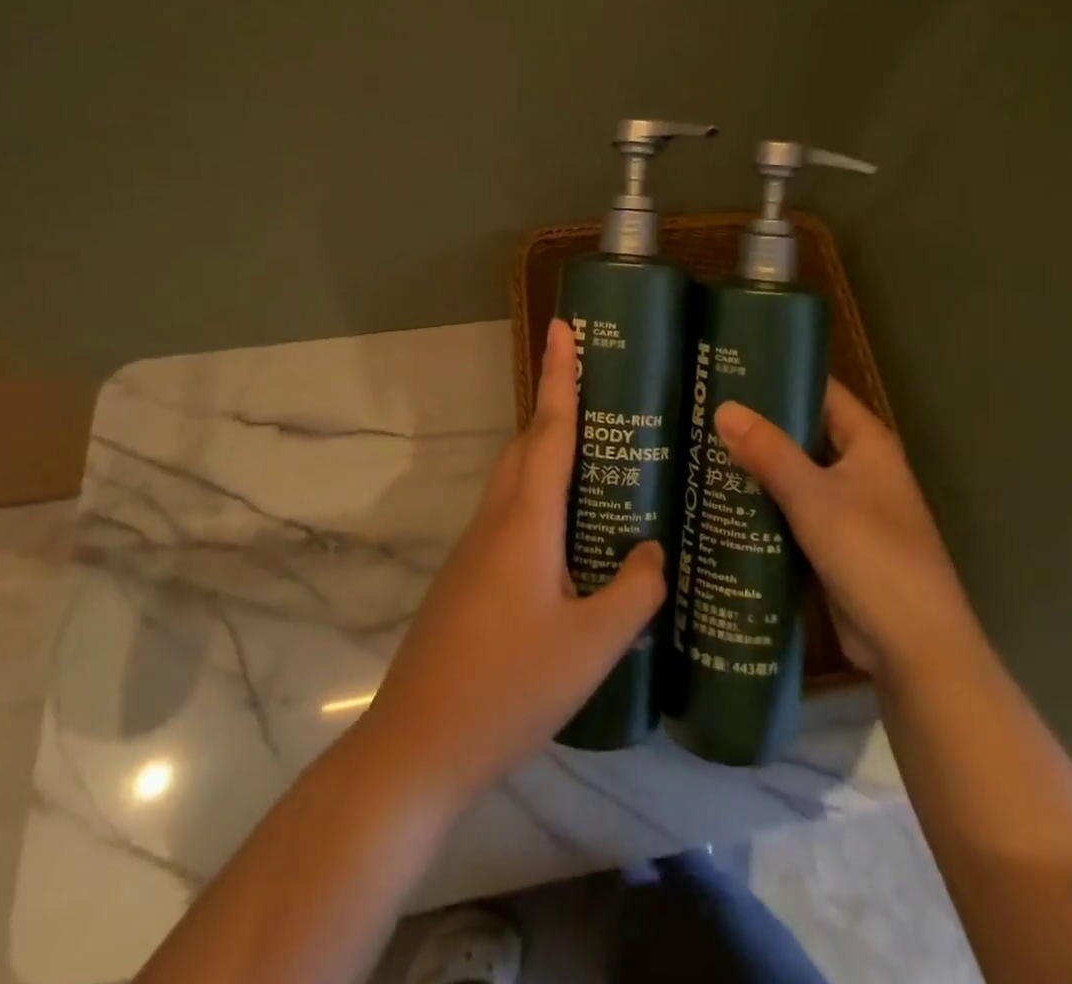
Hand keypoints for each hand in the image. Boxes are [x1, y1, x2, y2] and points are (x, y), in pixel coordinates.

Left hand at [360, 319, 666, 800]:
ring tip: (597, 463)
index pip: (549, 428)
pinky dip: (539, 500)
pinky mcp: (466, 578)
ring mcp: (473, 549)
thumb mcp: (592, 646)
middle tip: (603, 396)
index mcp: (525, 521)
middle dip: (557, 409)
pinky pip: (508, 516)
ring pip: (515, 481)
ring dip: (548, 456)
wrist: (418, 745)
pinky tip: (568, 539)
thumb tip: (654, 552)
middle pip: (528, 446)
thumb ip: (634, 593)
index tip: (562, 326)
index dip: (560, 374)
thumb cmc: (509, 688)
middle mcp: (495, 520)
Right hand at [714, 382, 975, 690]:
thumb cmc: (870, 554)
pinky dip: (764, 505)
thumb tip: (724, 408)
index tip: (731, 368)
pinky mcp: (833, 546)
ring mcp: (847, 509)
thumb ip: (768, 451)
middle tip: (702, 410)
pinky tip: (720, 500)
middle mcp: (860, 469)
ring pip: (794, 476)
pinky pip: (792, 513)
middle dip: (759, 425)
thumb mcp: (813, 496)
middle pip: (804, 434)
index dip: (782, 378)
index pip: (822, 393)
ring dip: (757, 467)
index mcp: (868, 444)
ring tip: (699, 448)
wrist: (912, 646)